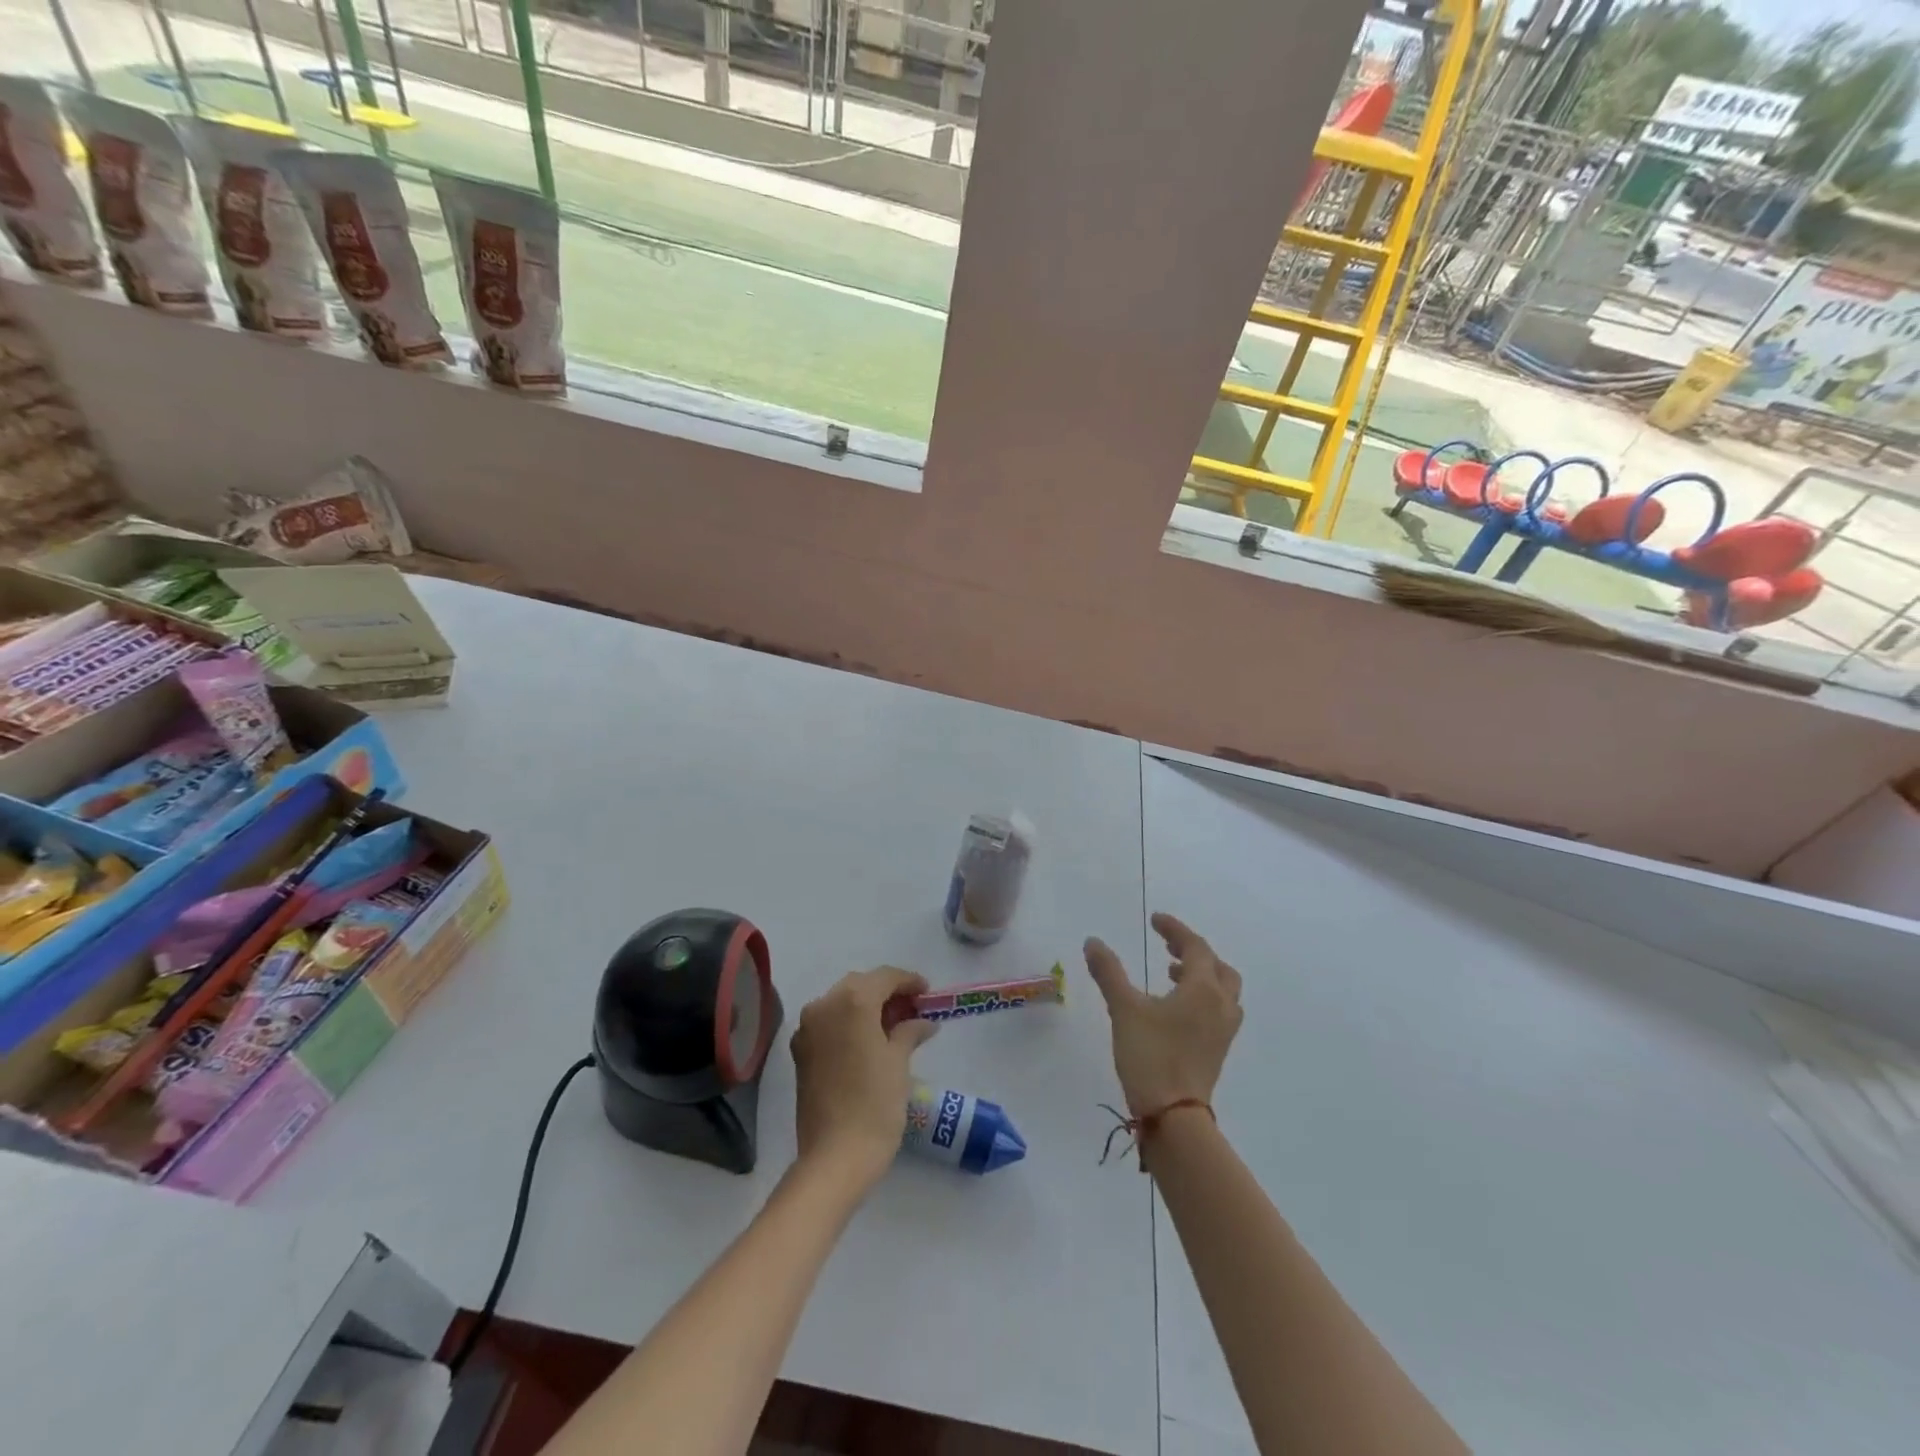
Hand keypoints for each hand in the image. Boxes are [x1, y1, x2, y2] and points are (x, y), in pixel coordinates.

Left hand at [791, 967, 937, 1186]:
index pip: (884, 977)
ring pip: (841, 1001)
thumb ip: (909, 1032)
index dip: (908, 981)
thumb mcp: (899, 1063)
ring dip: (866, 1006)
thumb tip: (922, 1022)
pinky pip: (828, 1022)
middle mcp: (824, 1005)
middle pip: (860, 985)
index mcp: (852, 1001)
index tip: (927, 991)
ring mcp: (807, 1029)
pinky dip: (848, 1022)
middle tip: (912, 1007)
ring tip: (893, 1024)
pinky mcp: (800, 1052)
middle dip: (886, 991)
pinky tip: (868, 1040)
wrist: (834, 1157)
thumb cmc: (875, 1105)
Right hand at [1083, 913, 1242, 1116]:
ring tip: (1171, 974)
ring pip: (1223, 990)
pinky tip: (1175, 1008)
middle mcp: (1221, 1005)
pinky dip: (1202, 997)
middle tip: (1167, 947)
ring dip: (1201, 975)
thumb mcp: (1124, 1009)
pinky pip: (1218, 1010)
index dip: (1175, 930)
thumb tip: (1093, 941)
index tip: (1155, 920)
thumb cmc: (1151, 1055)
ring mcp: (1224, 1030)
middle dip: (1193, 952)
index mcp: (1203, 989)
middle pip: (1217, 966)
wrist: (1175, 1116)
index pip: (1195, 947)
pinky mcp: (1218, 1050)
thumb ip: (1109, 972)